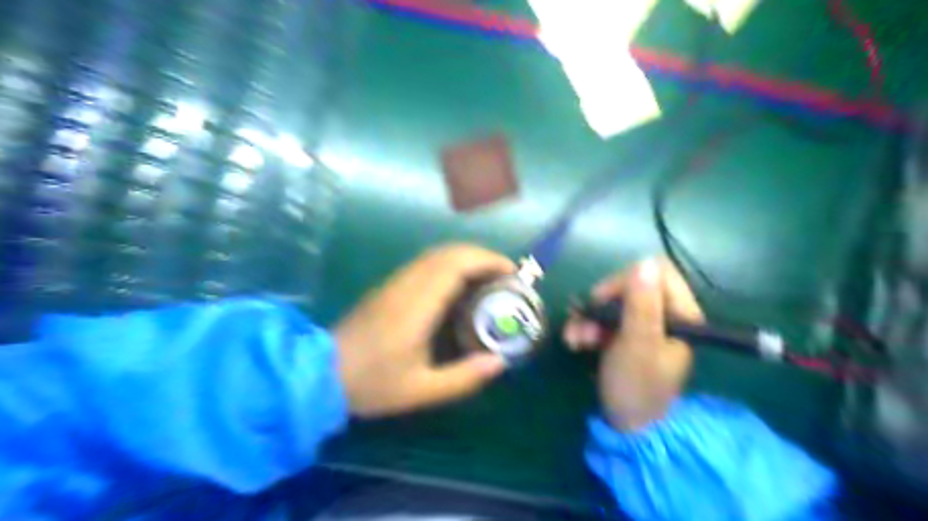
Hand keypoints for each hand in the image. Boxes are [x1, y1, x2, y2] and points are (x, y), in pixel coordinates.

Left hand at [334, 245, 509, 419]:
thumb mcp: (421, 390)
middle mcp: (407, 284)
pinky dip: (450, 264)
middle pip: (449, 252)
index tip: (510, 272)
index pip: (456, 265)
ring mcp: (395, 282)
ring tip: (487, 278)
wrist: (320, 372)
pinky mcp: (389, 286)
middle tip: (504, 275)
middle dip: (482, 256)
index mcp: (417, 305)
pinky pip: (425, 263)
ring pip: (436, 254)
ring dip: (466, 257)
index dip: (487, 261)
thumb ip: (463, 377)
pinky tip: (458, 285)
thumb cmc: (371, 383)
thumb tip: (499, 363)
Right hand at [566, 257, 703, 430]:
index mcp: (680, 313)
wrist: (626, 428)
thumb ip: (641, 304)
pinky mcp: (625, 335)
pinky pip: (603, 319)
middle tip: (584, 322)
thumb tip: (644, 262)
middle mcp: (663, 314)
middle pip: (629, 286)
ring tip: (575, 339)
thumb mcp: (638, 344)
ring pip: (611, 303)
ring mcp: (642, 325)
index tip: (604, 299)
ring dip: (588, 318)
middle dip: (600, 303)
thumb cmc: (637, 386)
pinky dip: (587, 327)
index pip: (657, 273)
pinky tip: (575, 342)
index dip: (626, 280)